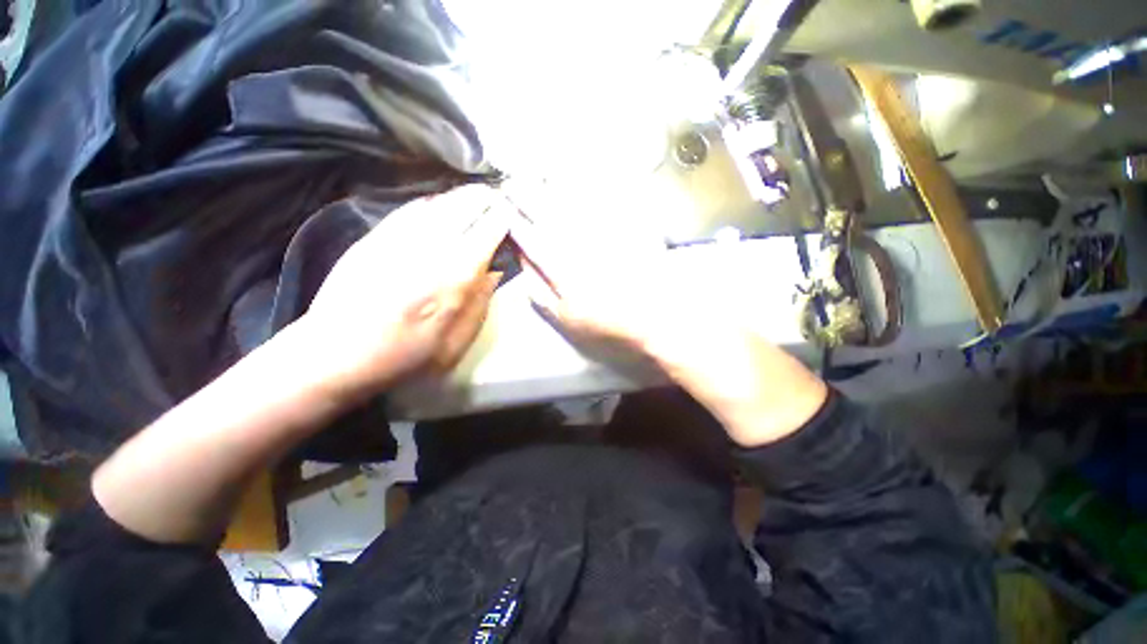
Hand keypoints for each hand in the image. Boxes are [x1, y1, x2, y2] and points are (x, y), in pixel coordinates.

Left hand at [295, 184, 509, 402]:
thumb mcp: (455, 345)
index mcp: (455, 278)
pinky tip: (439, 204)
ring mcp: (399, 239)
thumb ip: (480, 306)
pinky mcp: (375, 237)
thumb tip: (496, 272)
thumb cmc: (403, 358)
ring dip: (461, 196)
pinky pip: (410, 209)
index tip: (512, 211)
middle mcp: (431, 249)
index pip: (488, 232)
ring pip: (439, 203)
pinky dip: (431, 202)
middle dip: (485, 198)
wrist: (334, 355)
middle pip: (464, 208)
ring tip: (475, 195)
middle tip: (497, 197)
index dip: (503, 217)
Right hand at [507, 191, 827, 446]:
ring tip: (539, 175)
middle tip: (516, 182)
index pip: (531, 236)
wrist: (662, 315)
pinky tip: (578, 178)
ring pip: (573, 200)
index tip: (504, 208)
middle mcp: (580, 240)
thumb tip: (525, 266)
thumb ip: (540, 293)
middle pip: (549, 211)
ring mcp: (605, 229)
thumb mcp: (568, 319)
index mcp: (562, 265)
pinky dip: (588, 186)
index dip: (514, 221)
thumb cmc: (612, 323)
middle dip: (528, 195)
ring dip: (553, 185)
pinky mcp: (627, 224)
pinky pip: (604, 199)